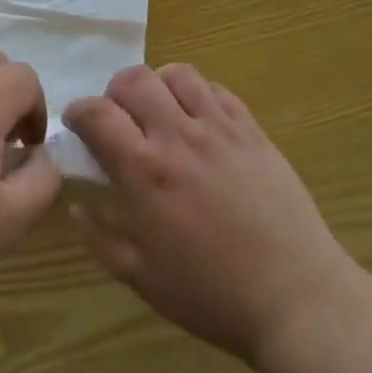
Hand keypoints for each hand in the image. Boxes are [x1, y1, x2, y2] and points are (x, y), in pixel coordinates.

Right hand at [65, 65, 356, 366]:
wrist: (296, 298)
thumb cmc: (212, 294)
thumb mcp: (143, 277)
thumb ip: (101, 237)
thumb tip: (75, 205)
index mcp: (146, 171)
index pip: (97, 113)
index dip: (78, 111)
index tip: (77, 125)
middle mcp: (179, 136)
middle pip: (134, 79)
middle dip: (115, 92)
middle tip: (118, 118)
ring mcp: (220, 128)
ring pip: (178, 74)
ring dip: (159, 86)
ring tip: (160, 112)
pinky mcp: (252, 131)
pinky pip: (218, 90)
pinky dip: (199, 95)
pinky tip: (200, 122)